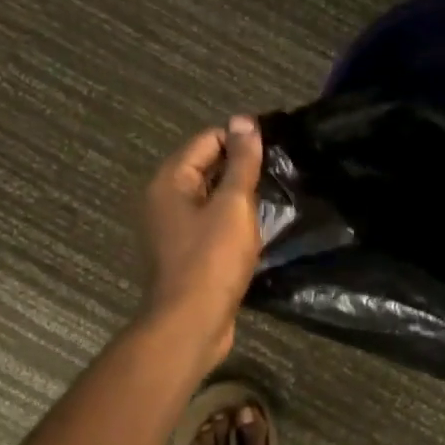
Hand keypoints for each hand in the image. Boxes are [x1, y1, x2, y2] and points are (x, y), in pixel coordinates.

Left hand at [141, 116, 264, 365]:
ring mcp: (172, 228)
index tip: (277, 148)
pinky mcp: (185, 252)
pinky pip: (211, 222)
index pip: (208, 139)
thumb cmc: (212, 260)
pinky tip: (258, 226)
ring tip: (275, 196)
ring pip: (210, 196)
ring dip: (239, 195)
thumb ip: (241, 162)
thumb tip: (244, 119)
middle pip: (206, 166)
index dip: (241, 139)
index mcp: (170, 181)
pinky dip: (232, 220)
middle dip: (241, 167)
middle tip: (280, 172)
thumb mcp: (233, 205)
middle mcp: (164, 199)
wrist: (191, 324)